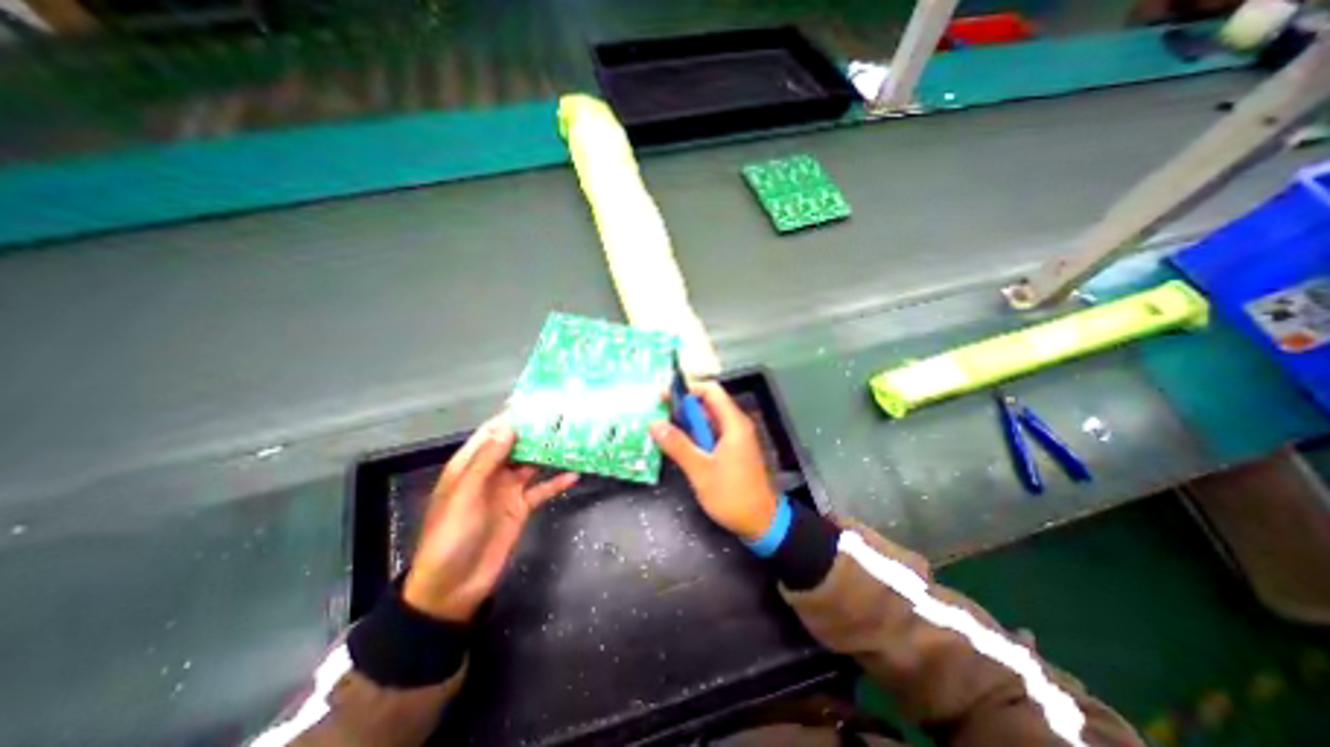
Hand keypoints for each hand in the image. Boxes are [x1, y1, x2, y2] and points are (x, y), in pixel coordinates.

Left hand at [401, 417, 577, 621]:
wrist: (453, 587)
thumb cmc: (451, 537)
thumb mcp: (466, 495)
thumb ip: (487, 461)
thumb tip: (509, 426)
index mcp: (470, 465)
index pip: (492, 433)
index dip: (510, 417)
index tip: (535, 402)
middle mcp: (491, 473)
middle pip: (516, 445)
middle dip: (536, 432)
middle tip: (563, 416)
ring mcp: (507, 490)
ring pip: (532, 464)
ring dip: (549, 453)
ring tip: (573, 438)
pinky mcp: (521, 507)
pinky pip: (541, 489)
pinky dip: (556, 482)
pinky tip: (575, 474)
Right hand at [646, 383, 775, 538]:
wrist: (761, 523)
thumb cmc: (732, 495)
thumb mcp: (700, 470)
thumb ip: (677, 445)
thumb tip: (653, 423)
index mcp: (733, 423)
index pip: (710, 391)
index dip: (687, 389)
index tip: (663, 397)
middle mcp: (736, 425)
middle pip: (708, 404)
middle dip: (682, 407)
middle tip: (657, 415)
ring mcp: (735, 438)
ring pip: (708, 420)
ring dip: (686, 422)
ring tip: (662, 429)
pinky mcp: (732, 451)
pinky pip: (711, 434)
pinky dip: (694, 435)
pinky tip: (678, 445)